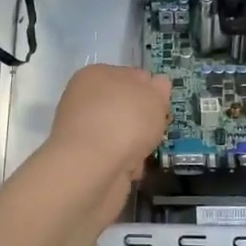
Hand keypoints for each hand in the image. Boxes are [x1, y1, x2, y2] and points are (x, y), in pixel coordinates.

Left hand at [42, 64, 171, 186]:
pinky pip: (113, 157)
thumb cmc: (125, 122)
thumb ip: (159, 89)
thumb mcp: (153, 97)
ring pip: (120, 133)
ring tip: (146, 153)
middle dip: (143, 120)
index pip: (131, 75)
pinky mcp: (83, 160)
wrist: (93, 169)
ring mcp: (81, 131)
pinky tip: (132, 170)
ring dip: (136, 144)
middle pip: (125, 107)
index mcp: (96, 74)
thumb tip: (158, 83)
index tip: (164, 106)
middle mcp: (84, 99)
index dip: (151, 90)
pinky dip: (125, 163)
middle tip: (159, 129)